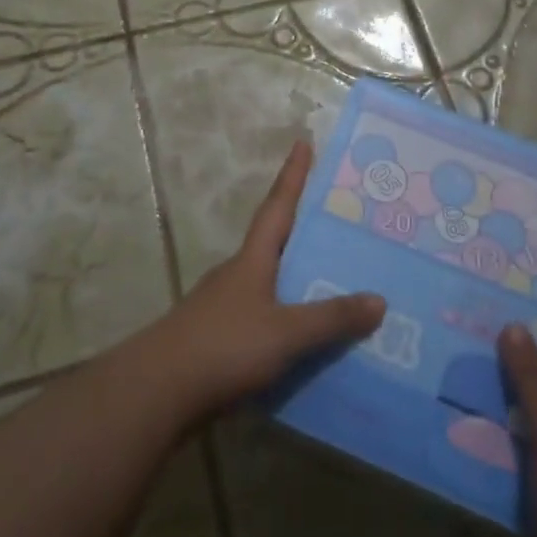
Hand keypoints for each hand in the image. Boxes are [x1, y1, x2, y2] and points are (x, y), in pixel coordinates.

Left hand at [147, 139, 385, 423]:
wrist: (157, 393)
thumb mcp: (285, 333)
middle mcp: (237, 274)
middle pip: (274, 242)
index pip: (278, 206)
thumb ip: (331, 318)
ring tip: (333, 283)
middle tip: (339, 222)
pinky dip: (286, 319)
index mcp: (252, 259)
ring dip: (296, 279)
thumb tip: (379, 300)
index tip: (302, 142)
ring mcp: (223, 307)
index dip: (292, 175)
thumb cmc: (223, 347)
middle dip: (302, 229)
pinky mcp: (217, 340)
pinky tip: (304, 340)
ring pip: (269, 283)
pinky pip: (263, 318)